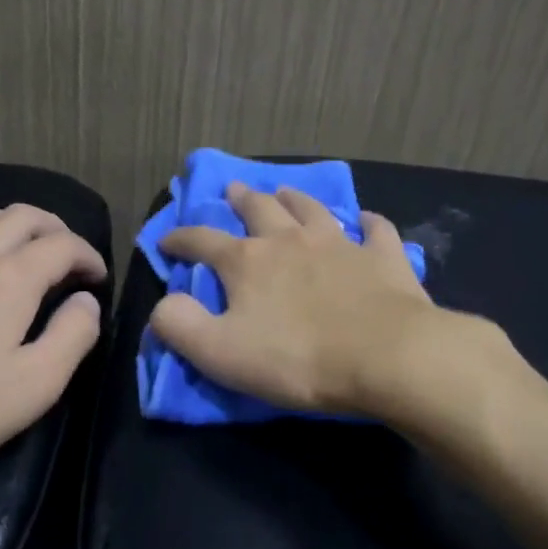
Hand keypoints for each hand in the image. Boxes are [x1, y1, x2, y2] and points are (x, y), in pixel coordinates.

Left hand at [0, 204, 106, 500]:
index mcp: (11, 280)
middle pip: (19, 217)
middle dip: (52, 227)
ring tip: (18, 244)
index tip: (98, 278)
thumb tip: (86, 301)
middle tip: (67, 253)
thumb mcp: (36, 386)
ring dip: (4, 223)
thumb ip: (73, 335)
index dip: (88, 256)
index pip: (62, 246)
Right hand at [150, 182, 453, 415]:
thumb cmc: (296, 358)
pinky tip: (367, 222)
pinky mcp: (382, 257)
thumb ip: (180, 326)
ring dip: (295, 198)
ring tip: (285, 191)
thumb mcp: (219, 352)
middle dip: (241, 199)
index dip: (180, 240)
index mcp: (247, 261)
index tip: (166, 240)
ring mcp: (339, 244)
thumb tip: (163, 304)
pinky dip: (369, 223)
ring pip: (312, 209)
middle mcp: (290, 241)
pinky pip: (376, 230)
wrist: (385, 356)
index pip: (202, 241)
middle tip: (233, 189)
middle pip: (260, 209)